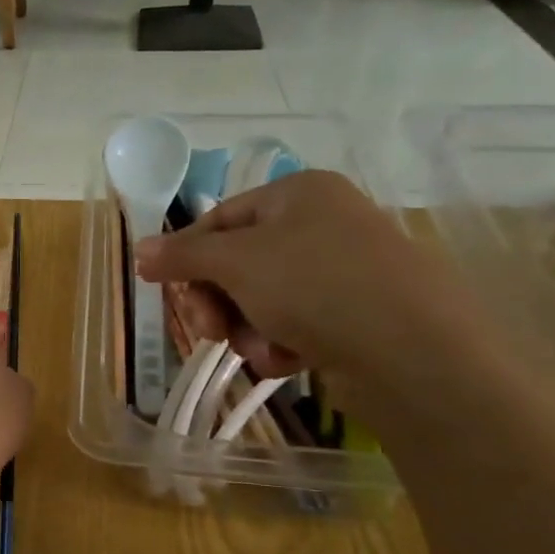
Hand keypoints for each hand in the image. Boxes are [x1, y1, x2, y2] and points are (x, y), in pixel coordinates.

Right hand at [133, 171, 496, 404]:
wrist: (414, 353)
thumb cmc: (315, 286)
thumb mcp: (235, 263)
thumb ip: (181, 255)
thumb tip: (139, 250)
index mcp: (297, 193)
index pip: (217, 220)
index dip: (186, 256)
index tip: (163, 290)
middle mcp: (321, 223)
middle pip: (236, 263)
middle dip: (217, 302)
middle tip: (211, 330)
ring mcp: (340, 270)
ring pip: (260, 300)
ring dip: (246, 329)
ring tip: (260, 348)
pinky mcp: (354, 314)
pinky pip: (293, 323)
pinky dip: (279, 344)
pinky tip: (287, 360)